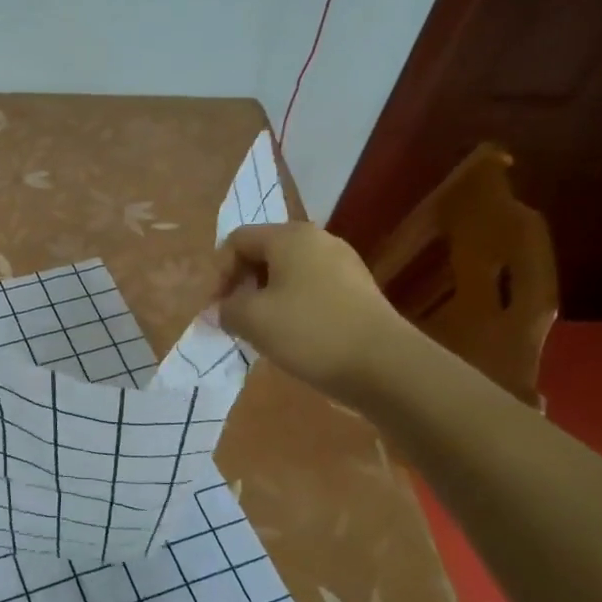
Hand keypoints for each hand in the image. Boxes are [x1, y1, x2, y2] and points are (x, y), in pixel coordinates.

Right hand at [212, 222, 409, 400]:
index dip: (219, 272)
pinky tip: (293, 336)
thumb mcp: (252, 320)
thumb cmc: (310, 332)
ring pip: (288, 273)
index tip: (215, 308)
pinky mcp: (358, 290)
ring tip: (261, 330)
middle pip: (264, 253)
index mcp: (289, 236)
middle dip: (242, 284)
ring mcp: (343, 263)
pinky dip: (293, 306)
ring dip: (266, 297)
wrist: (385, 365)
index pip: (237, 240)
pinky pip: (311, 288)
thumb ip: (226, 309)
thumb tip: (220, 310)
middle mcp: (318, 240)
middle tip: (234, 318)